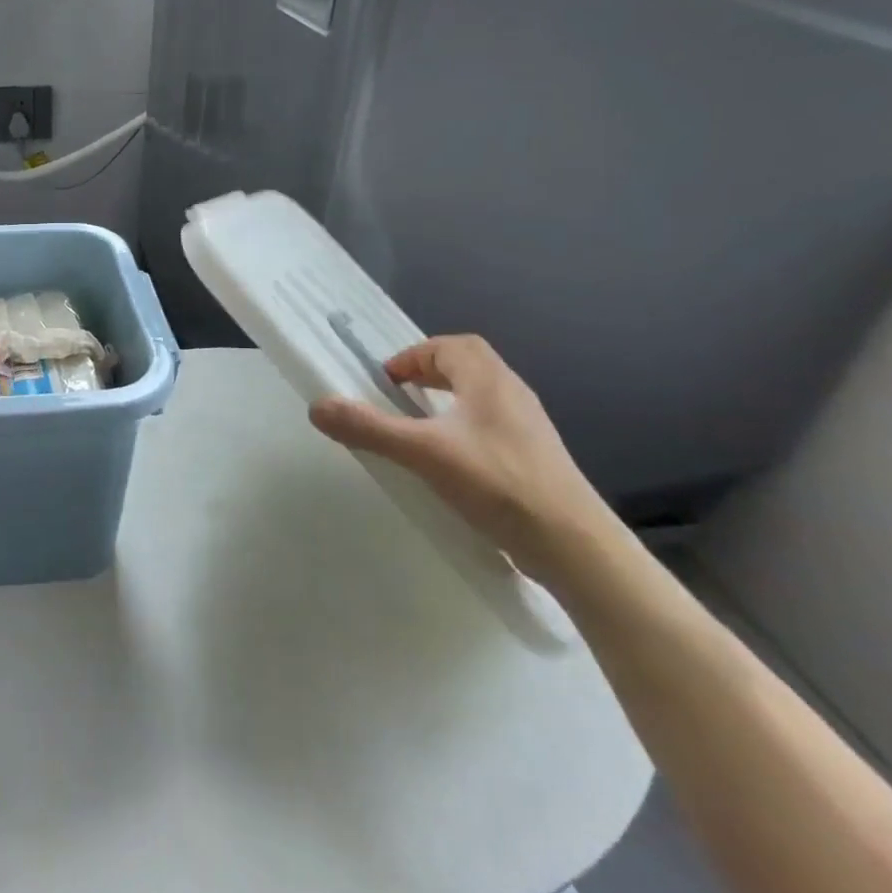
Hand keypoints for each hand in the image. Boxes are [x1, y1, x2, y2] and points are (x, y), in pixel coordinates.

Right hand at [308, 334, 617, 582]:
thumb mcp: (423, 453)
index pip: (449, 346)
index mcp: (488, 380)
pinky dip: (464, 430)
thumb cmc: (498, 484)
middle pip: (467, 366)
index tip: (385, 382)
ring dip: (447, 402)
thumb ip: (369, 428)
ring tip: (417, 429)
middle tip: (397, 397)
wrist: (575, 547)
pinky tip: (449, 463)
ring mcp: (528, 428)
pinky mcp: (534, 459)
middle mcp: (512, 394)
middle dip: (429, 374)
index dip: (414, 356)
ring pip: (480, 398)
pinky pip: (491, 428)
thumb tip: (316, 406)